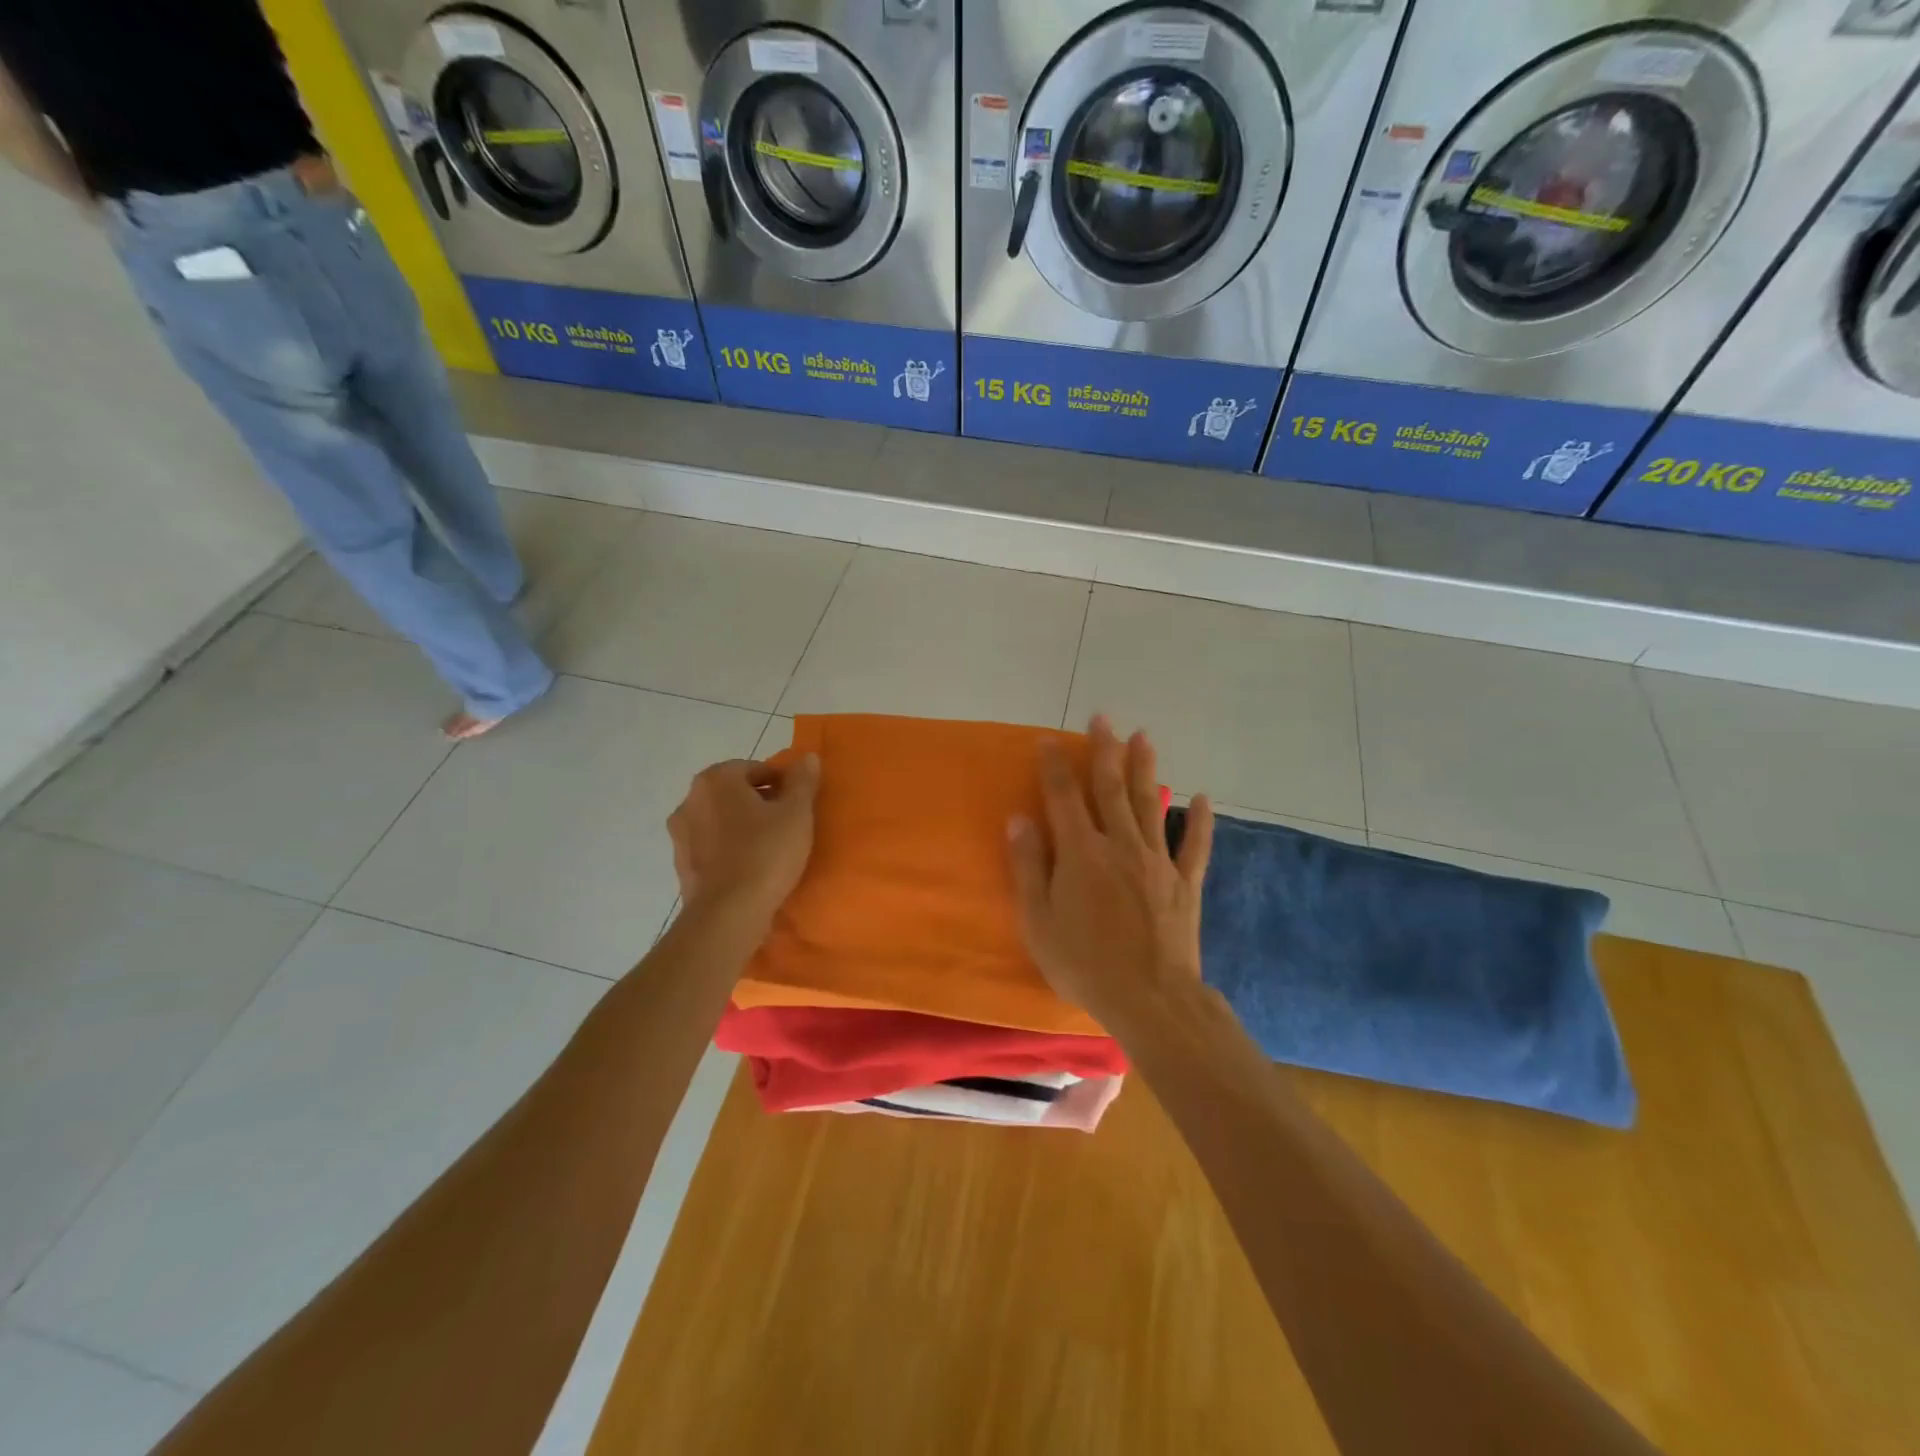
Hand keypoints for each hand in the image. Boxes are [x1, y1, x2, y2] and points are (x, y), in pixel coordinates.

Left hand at [667, 755, 819, 926]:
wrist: (728, 914)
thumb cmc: (765, 853)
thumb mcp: (796, 813)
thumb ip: (802, 781)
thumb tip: (808, 757)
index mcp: (716, 779)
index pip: (756, 769)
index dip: (782, 783)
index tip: (800, 804)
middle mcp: (690, 800)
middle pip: (735, 793)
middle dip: (761, 804)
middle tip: (789, 825)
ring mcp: (681, 834)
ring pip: (722, 820)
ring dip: (744, 827)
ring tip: (771, 849)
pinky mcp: (682, 865)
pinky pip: (713, 848)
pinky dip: (731, 851)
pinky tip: (752, 868)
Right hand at [1008, 717, 1213, 1022]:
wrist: (1150, 999)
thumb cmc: (1084, 964)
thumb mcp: (1038, 921)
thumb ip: (1027, 867)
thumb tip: (1018, 819)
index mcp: (1081, 852)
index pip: (1064, 797)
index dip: (1055, 765)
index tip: (1048, 739)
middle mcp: (1120, 845)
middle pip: (1110, 788)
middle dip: (1103, 751)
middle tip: (1102, 718)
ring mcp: (1157, 861)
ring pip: (1150, 804)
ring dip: (1145, 768)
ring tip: (1143, 736)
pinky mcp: (1184, 883)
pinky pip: (1195, 844)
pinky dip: (1200, 820)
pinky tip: (1203, 797)